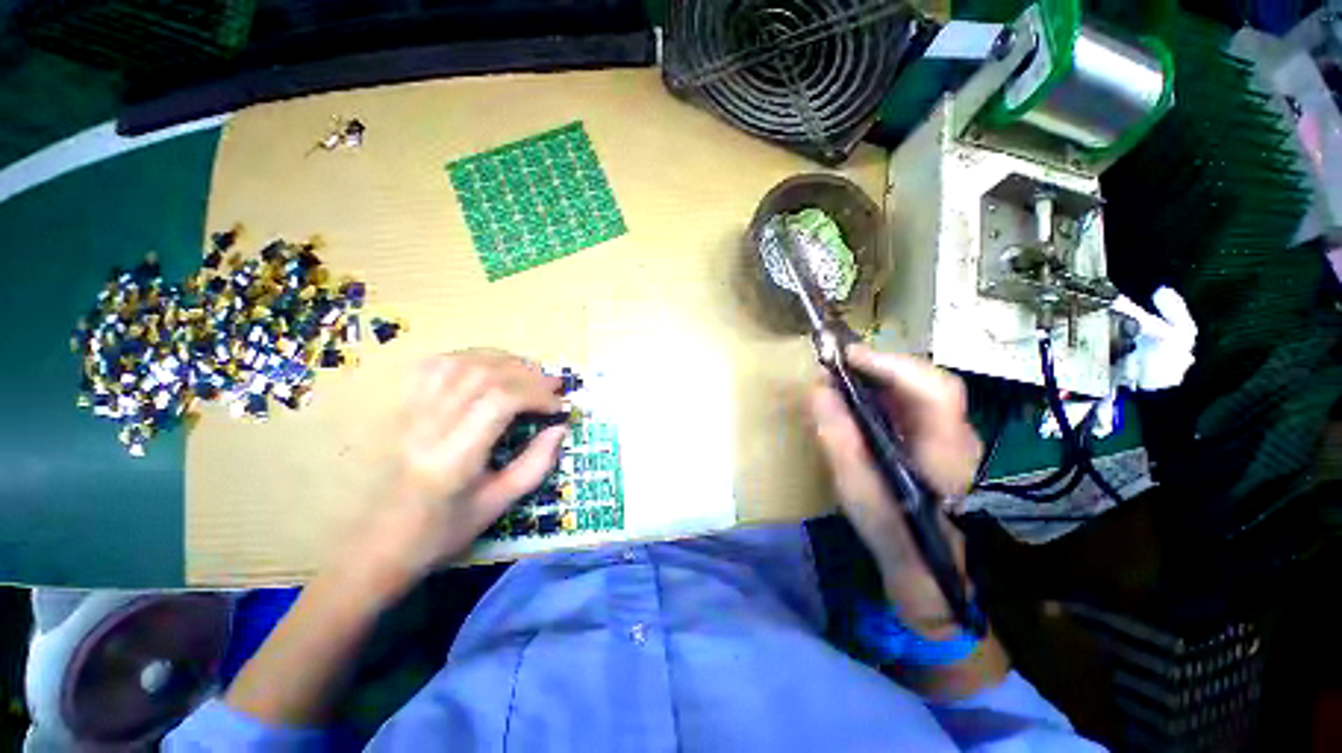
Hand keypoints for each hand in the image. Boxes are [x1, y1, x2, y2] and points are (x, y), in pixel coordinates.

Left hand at [352, 351, 566, 590]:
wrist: (378, 546)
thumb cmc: (442, 532)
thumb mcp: (499, 504)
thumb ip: (535, 464)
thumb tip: (560, 428)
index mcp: (453, 458)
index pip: (499, 401)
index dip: (536, 395)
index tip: (558, 407)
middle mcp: (427, 427)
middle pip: (482, 375)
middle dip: (527, 373)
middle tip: (552, 385)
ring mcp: (408, 414)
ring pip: (458, 363)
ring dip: (501, 360)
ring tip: (527, 372)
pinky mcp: (401, 409)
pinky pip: (432, 366)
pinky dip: (467, 358)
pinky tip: (486, 368)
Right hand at [810, 345, 981, 632]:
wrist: (926, 570)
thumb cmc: (894, 534)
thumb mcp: (857, 489)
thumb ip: (839, 438)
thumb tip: (818, 389)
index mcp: (945, 449)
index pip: (934, 389)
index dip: (892, 365)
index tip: (847, 356)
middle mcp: (955, 435)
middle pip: (926, 381)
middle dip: (881, 366)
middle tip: (838, 364)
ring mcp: (948, 436)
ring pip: (918, 389)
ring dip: (880, 376)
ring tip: (842, 376)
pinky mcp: (934, 440)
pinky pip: (909, 403)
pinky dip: (881, 392)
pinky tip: (857, 399)